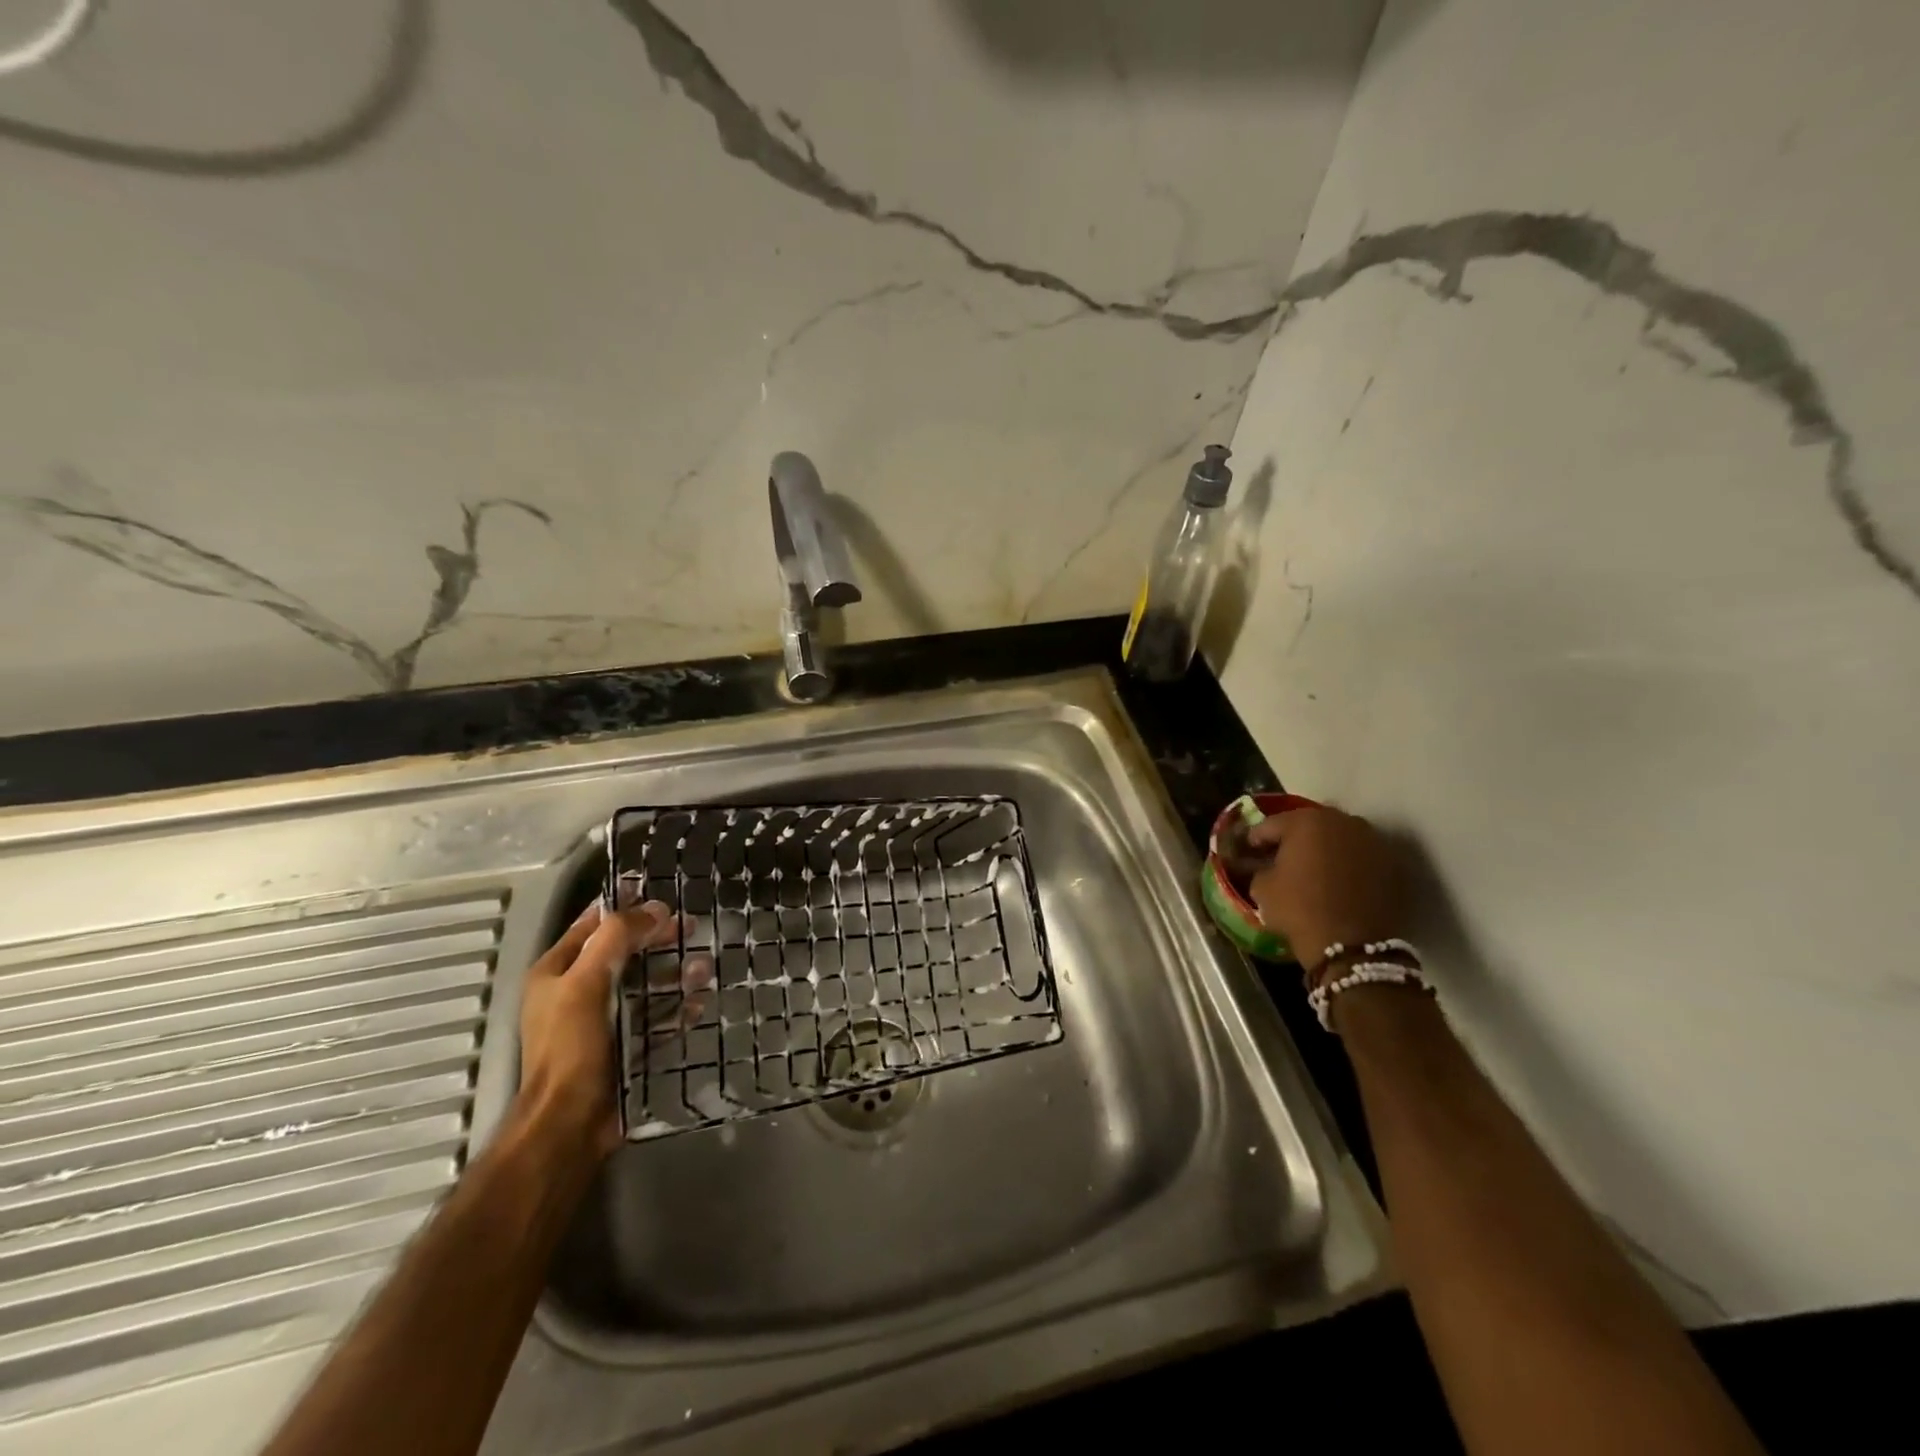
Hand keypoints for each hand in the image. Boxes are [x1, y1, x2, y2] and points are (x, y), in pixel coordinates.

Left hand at [515, 899, 704, 1163]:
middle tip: (692, 926)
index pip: (592, 924)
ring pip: (644, 984)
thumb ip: (617, 939)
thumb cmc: (572, 1046)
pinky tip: (698, 1003)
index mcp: (557, 972)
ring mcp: (603, 1021)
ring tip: (703, 967)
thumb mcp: (587, 983)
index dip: (624, 906)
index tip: (660, 893)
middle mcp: (578, 992)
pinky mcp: (625, 1047)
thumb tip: (654, 908)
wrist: (570, 1124)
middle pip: (624, 952)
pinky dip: (676, 1008)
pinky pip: (656, 1018)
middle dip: (657, 938)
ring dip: (673, 973)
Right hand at [1245, 805, 1406, 972]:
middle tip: (1281, 858)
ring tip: (1313, 870)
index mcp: (1304, 821)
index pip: (1270, 825)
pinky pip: (1360, 856)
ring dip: (1324, 848)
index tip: (1250, 853)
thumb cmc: (1299, 909)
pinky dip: (1348, 863)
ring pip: (1338, 837)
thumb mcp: (1262, 888)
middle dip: (1294, 839)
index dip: (1256, 840)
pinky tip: (1338, 881)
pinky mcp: (1392, 862)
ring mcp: (1371, 840)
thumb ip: (1259, 867)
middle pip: (1308, 825)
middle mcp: (1341, 821)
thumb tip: (1263, 864)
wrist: (1353, 945)